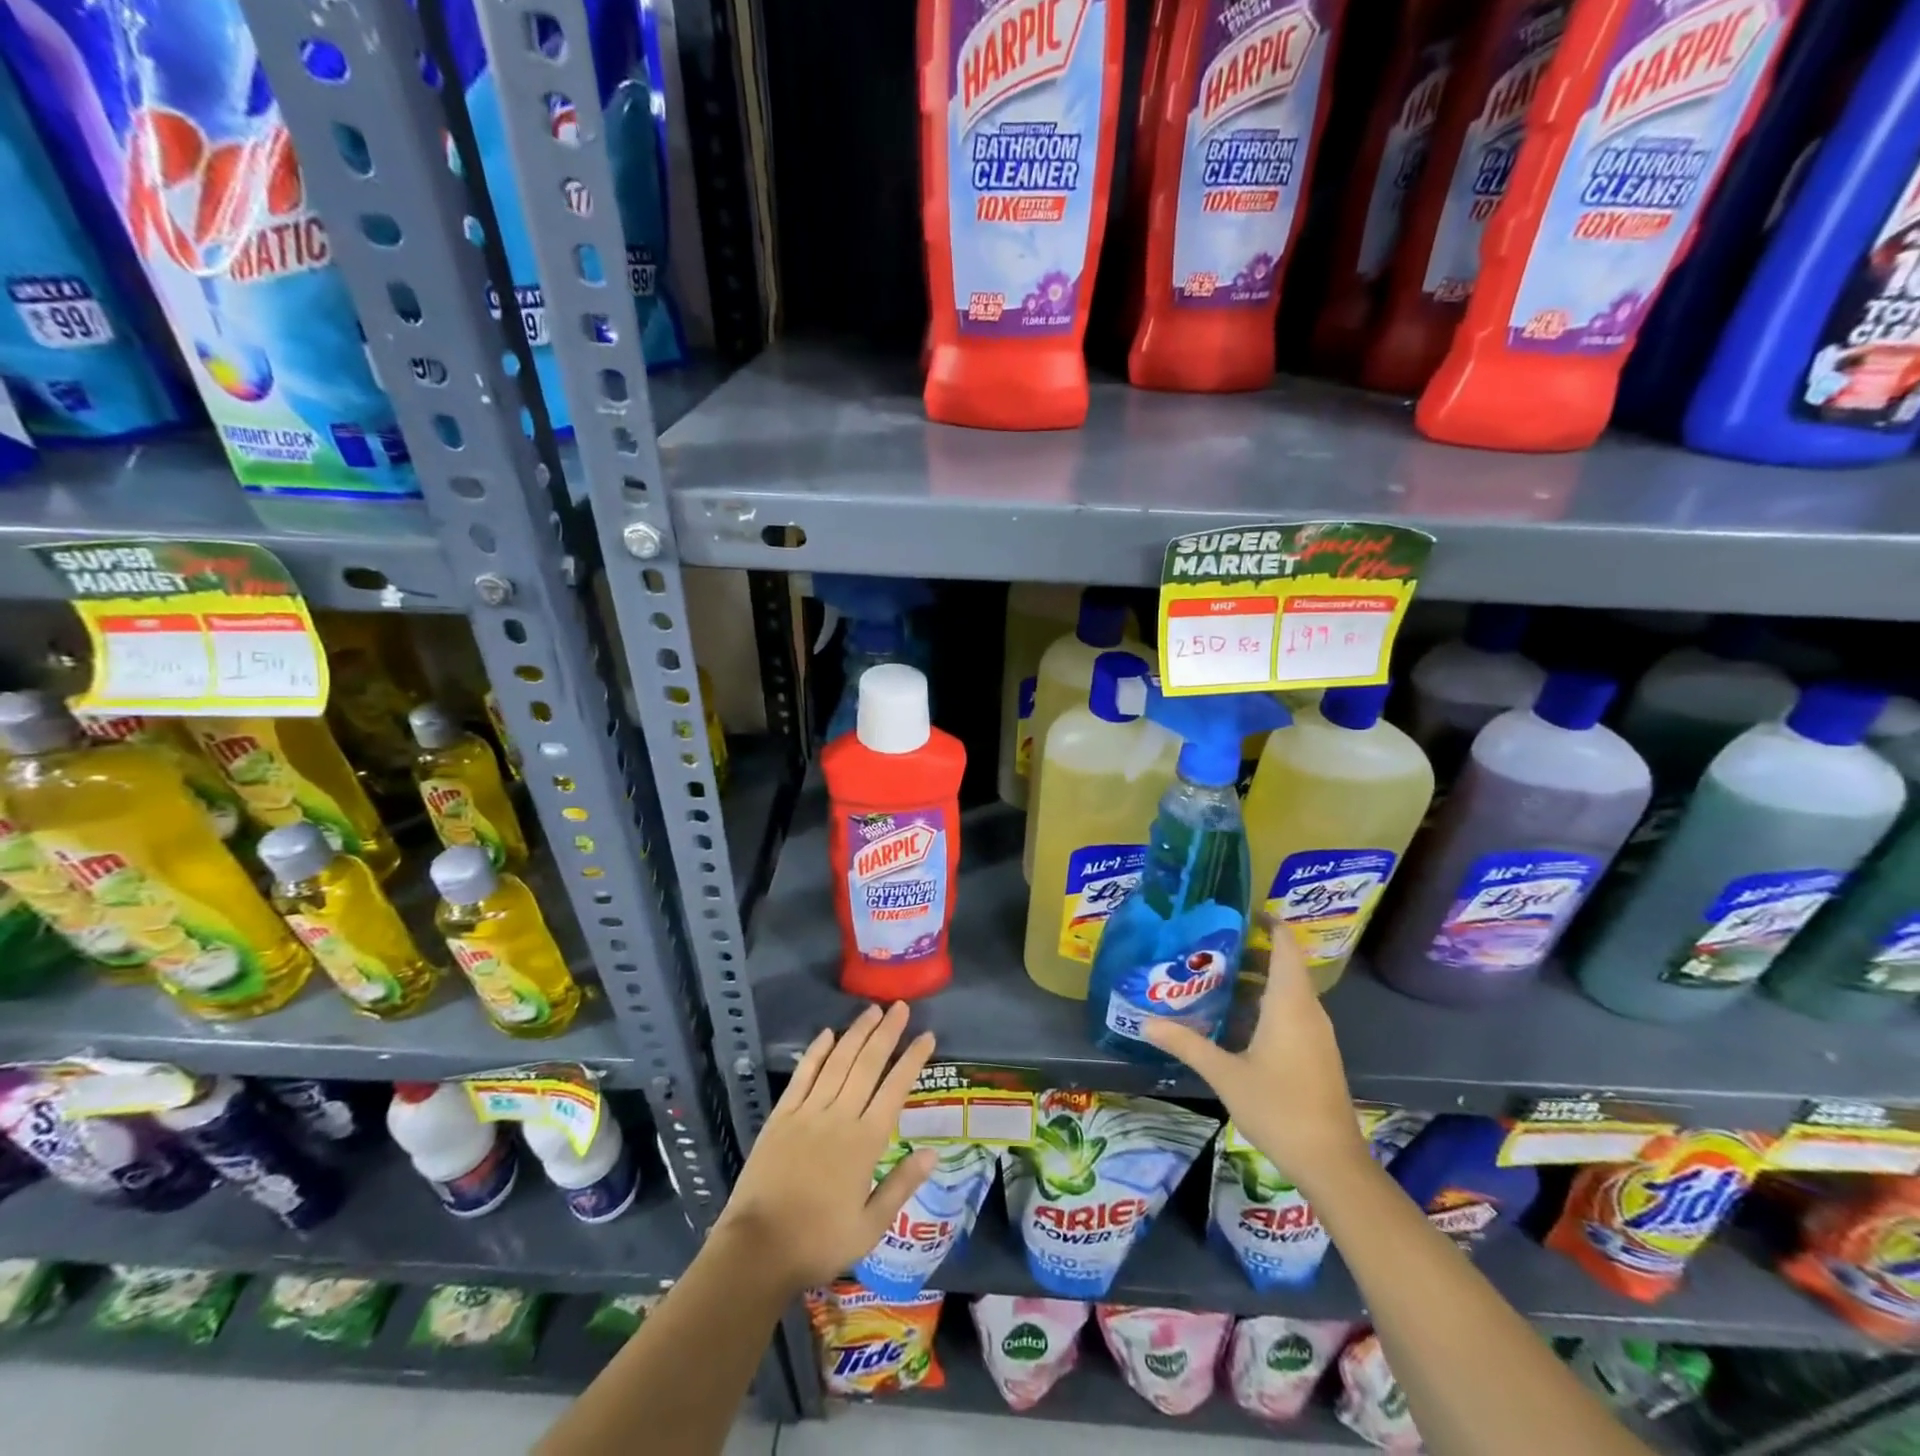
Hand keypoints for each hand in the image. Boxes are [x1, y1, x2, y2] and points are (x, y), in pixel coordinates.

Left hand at [716, 1003, 937, 1292]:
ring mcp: (808, 1113)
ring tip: (872, 1010)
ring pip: (838, 1062)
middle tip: (901, 1006)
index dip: (913, 1060)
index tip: (927, 1036)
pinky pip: (802, 1075)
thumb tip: (934, 1153)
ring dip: (856, 1033)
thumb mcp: (869, 1226)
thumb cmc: (819, 1242)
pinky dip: (816, 1052)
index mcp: (865, 1142)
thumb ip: (901, 1185)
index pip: (895, 1089)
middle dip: (887, 1033)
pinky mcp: (781, 1116)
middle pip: (868, 1065)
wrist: (757, 1250)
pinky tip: (827, 1033)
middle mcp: (839, 1117)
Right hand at [1144, 924, 1368, 1185]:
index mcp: (1290, 1003)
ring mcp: (1316, 1033)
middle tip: (1206, 946)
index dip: (1267, 922)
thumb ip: (1186, 1043)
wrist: (1331, 1162)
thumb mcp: (1225, 1074)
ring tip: (1211, 977)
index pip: (1285, 945)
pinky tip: (1233, 1018)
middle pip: (1283, 965)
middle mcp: (1307, 1010)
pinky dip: (1264, 1003)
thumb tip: (1146, 1022)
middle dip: (1248, 951)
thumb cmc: (1279, 1107)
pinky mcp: (1316, 1053)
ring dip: (1254, 979)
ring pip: (1286, 990)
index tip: (1236, 910)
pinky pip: (1290, 1011)